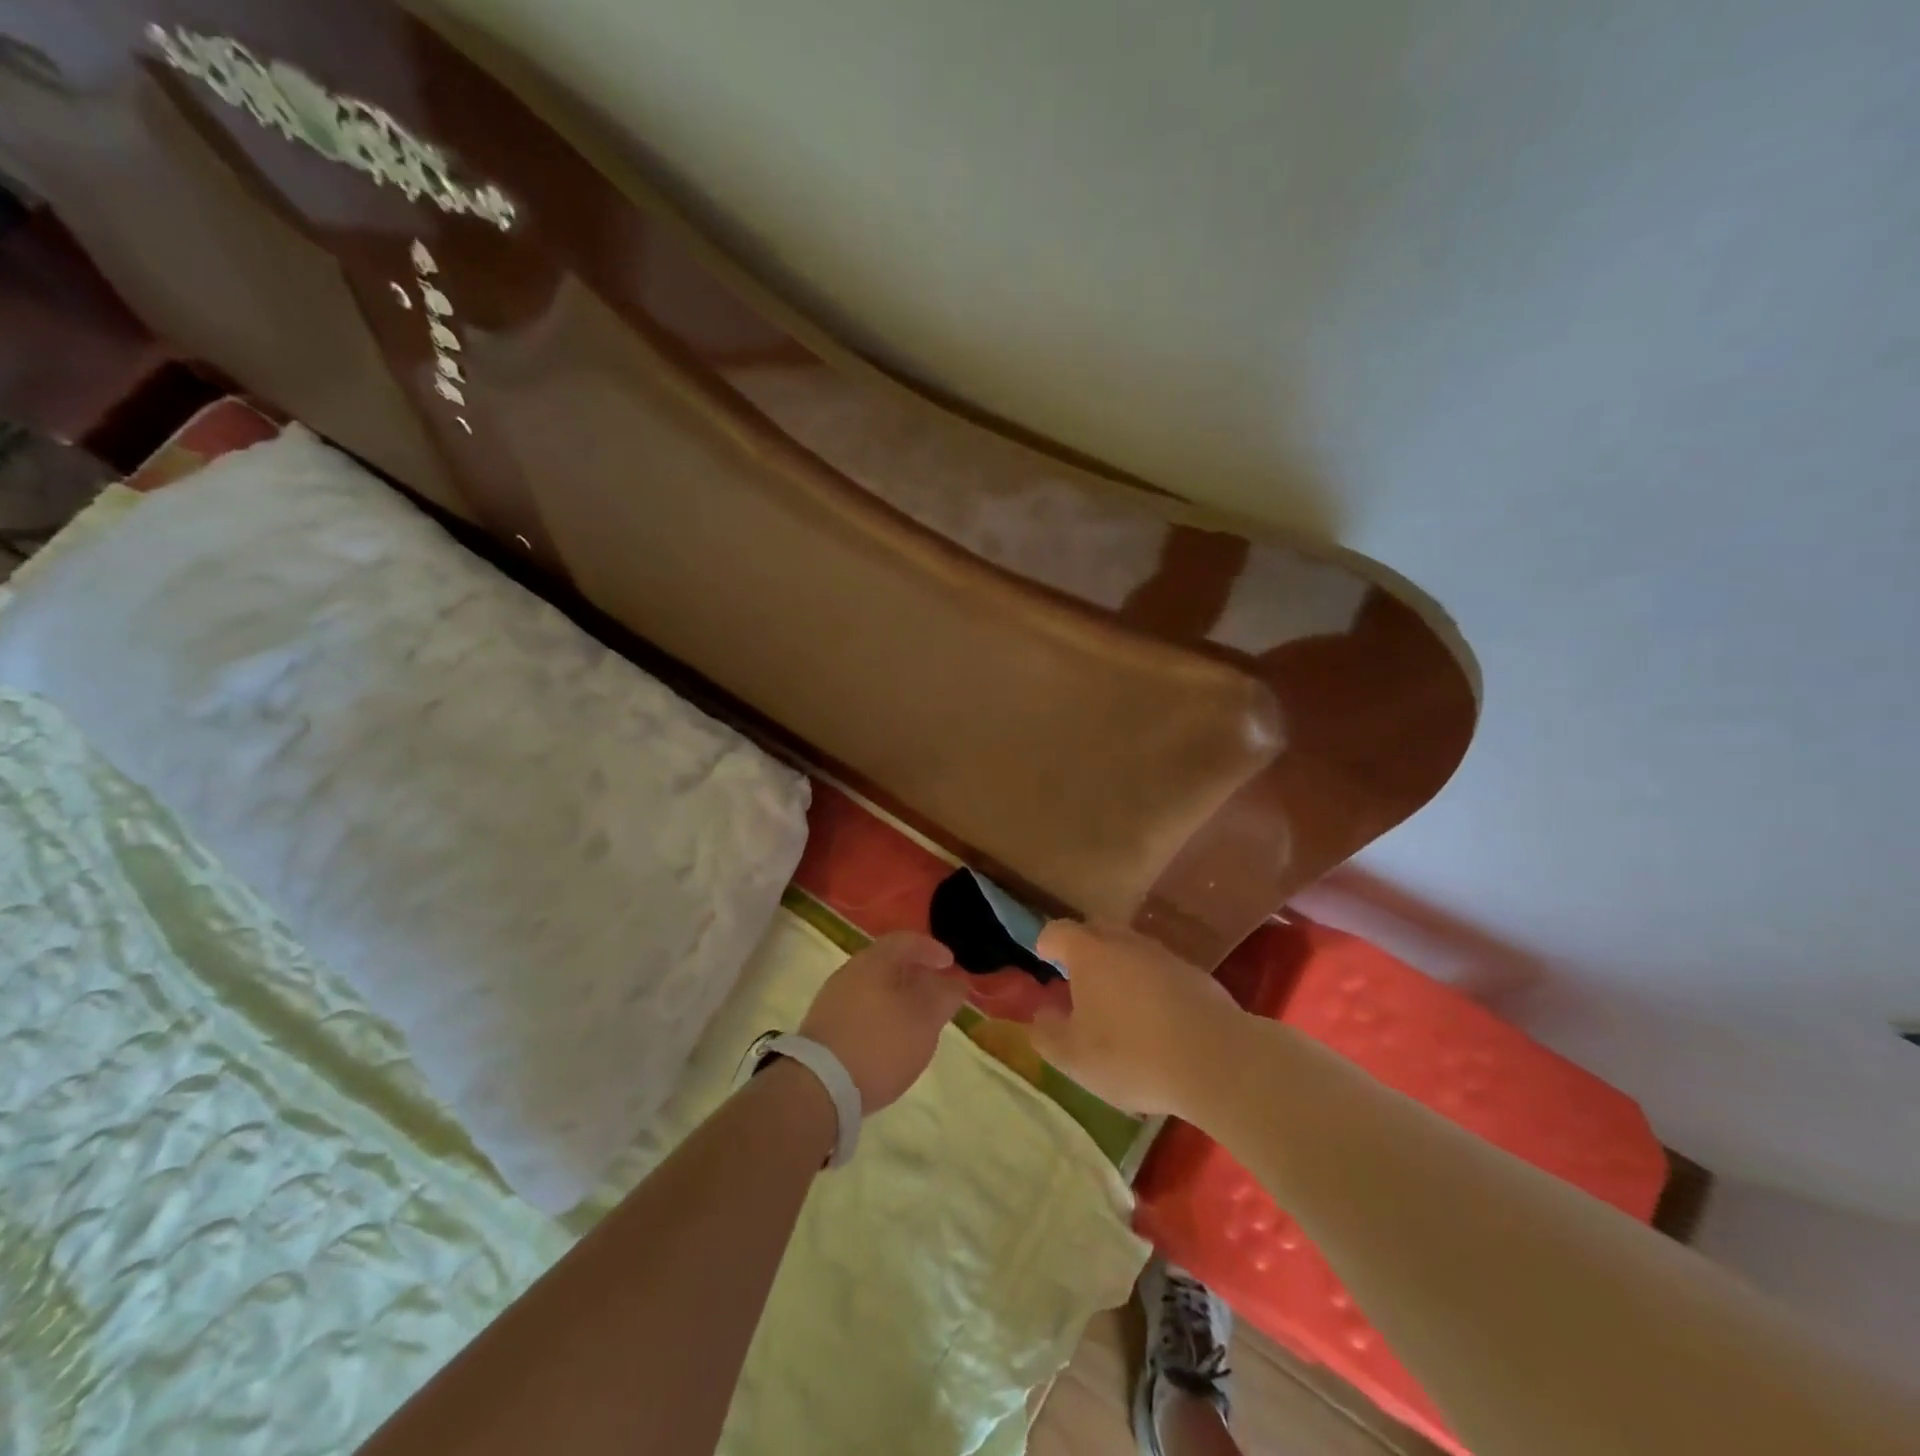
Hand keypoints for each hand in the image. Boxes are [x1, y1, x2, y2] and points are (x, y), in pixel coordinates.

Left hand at [798, 933, 971, 1111]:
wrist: (818, 1087)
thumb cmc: (880, 1043)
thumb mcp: (925, 1019)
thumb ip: (944, 996)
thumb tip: (954, 981)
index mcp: (874, 961)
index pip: (906, 941)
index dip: (932, 949)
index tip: (951, 963)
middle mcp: (850, 972)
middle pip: (888, 962)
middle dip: (915, 973)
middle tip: (937, 990)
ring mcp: (832, 1000)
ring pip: (873, 986)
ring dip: (898, 996)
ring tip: (917, 1018)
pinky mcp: (824, 1027)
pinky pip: (861, 1008)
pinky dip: (881, 1014)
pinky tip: (890, 1038)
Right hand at [1027, 920, 1237, 1115]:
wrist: (1215, 1060)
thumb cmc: (1130, 1054)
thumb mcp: (1074, 1057)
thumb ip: (1047, 1033)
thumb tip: (1041, 1014)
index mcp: (1089, 952)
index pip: (1058, 931)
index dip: (1046, 943)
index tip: (1043, 958)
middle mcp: (1125, 942)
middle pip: (1097, 931)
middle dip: (1083, 949)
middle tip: (1077, 978)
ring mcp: (1164, 955)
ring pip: (1131, 950)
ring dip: (1119, 967)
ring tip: (1116, 1003)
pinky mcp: (1195, 975)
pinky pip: (1160, 971)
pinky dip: (1150, 986)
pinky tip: (1155, 1020)